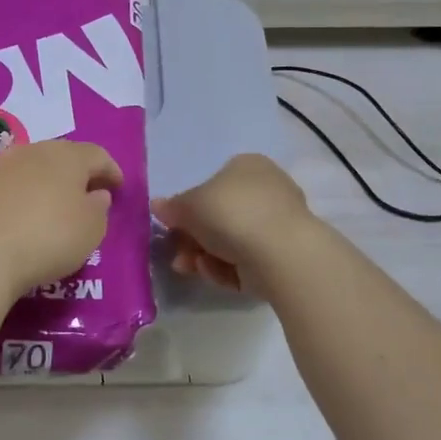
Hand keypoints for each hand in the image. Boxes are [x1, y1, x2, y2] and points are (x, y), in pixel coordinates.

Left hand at [0, 139, 123, 295]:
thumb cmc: (49, 238)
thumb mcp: (92, 229)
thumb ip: (99, 207)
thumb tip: (95, 194)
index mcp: (68, 156)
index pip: (98, 155)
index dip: (112, 171)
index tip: (118, 189)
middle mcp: (35, 151)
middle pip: (65, 155)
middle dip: (80, 172)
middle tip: (91, 194)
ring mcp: (4, 165)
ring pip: (37, 166)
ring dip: (51, 181)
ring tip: (58, 204)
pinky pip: (14, 183)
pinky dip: (27, 193)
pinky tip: (28, 212)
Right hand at [152, 154, 314, 293]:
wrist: (280, 253)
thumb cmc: (231, 214)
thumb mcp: (189, 205)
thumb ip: (172, 207)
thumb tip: (157, 205)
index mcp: (247, 166)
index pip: (212, 184)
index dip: (189, 207)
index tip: (172, 226)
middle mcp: (266, 190)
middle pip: (219, 217)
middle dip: (193, 239)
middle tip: (177, 254)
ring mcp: (277, 224)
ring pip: (229, 242)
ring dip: (203, 256)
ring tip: (189, 267)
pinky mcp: (282, 255)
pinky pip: (245, 260)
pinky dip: (227, 268)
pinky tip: (218, 273)